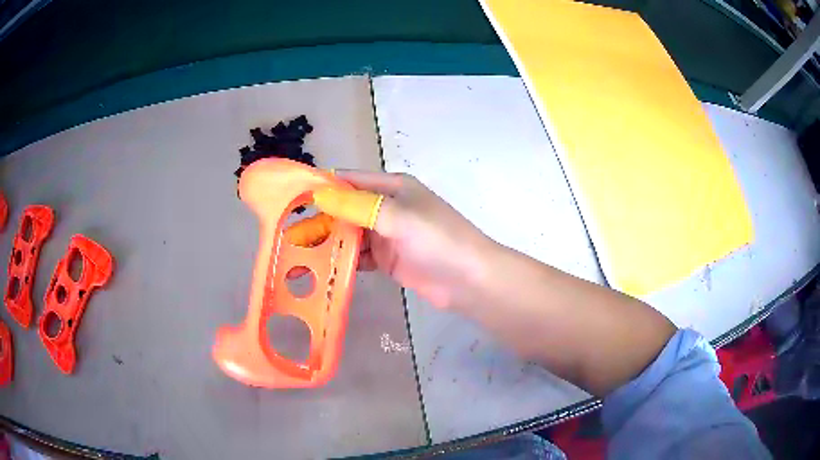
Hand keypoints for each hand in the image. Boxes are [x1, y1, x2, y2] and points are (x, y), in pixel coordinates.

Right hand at [290, 170, 489, 308]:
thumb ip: (357, 205)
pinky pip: (358, 256)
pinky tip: (321, 270)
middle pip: (344, 209)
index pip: (347, 181)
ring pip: (349, 235)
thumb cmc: (438, 240)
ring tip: (297, 257)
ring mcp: (386, 235)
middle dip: (318, 221)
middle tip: (287, 236)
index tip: (288, 200)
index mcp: (391, 188)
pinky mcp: (388, 259)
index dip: (319, 188)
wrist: (470, 280)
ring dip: (327, 244)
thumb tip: (318, 193)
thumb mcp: (397, 217)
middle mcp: (386, 207)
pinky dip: (341, 261)